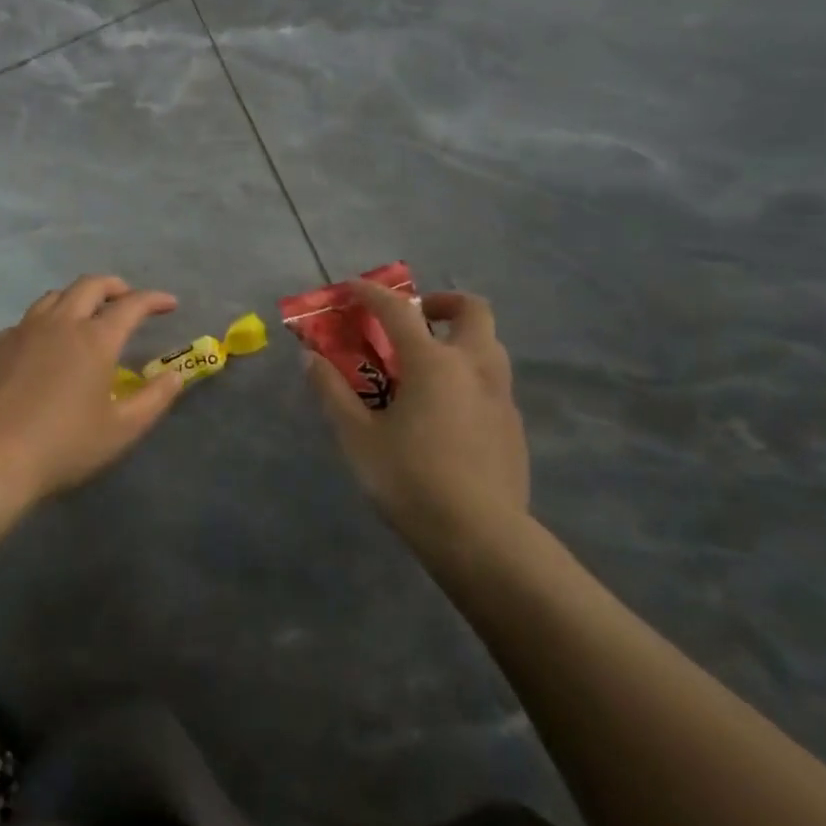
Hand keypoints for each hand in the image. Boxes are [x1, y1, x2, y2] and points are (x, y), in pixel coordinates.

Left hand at [0, 275, 183, 508]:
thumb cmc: (65, 445)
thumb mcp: (122, 429)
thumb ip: (155, 398)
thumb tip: (176, 374)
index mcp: (95, 339)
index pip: (131, 305)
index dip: (154, 299)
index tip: (169, 303)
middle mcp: (60, 323)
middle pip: (90, 285)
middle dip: (115, 287)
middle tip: (127, 300)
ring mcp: (24, 330)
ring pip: (55, 296)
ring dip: (78, 298)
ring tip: (87, 315)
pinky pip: (27, 320)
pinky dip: (47, 321)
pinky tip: (46, 345)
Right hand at [305, 279, 530, 549]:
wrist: (481, 538)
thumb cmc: (410, 480)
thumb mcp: (357, 436)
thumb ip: (332, 391)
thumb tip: (311, 359)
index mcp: (433, 362)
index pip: (398, 311)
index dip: (371, 293)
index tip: (352, 287)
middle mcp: (473, 366)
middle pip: (472, 309)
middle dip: (442, 302)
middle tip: (416, 319)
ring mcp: (501, 396)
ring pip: (490, 345)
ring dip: (461, 338)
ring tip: (428, 364)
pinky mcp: (514, 426)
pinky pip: (493, 382)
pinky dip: (469, 375)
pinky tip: (447, 410)